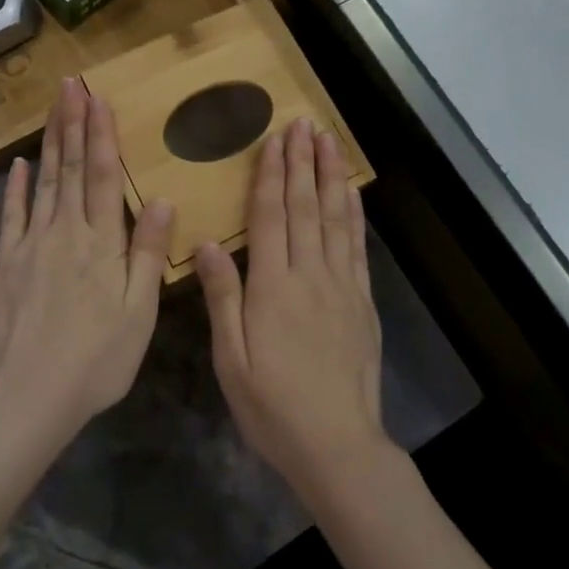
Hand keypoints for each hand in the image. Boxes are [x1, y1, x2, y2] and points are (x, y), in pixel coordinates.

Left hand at [0, 78, 174, 448]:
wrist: (30, 394)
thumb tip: (160, 198)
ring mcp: (31, 244)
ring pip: (43, 181)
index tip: (98, 98)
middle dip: (72, 123)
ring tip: (52, 108)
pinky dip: (15, 187)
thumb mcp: (139, 312)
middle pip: (70, 168)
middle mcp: (65, 232)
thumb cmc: (97, 358)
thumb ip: (148, 253)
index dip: (101, 135)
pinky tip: (19, 164)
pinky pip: (11, 215)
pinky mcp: (7, 262)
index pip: (102, 176)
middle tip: (70, 84)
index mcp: (101, 243)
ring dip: (50, 142)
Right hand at [196, 117, 388, 504]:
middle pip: (304, 206)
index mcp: (272, 287)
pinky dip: (353, 213)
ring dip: (330, 176)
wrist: (338, 445)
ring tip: (329, 141)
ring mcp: (341, 285)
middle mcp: (309, 275)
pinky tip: (350, 192)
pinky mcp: (362, 301)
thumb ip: (222, 297)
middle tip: (303, 123)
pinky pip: (356, 246)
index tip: (275, 139)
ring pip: (334, 218)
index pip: (270, 216)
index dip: (272, 174)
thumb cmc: (273, 406)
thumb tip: (206, 243)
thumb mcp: (231, 359)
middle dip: (302, 161)